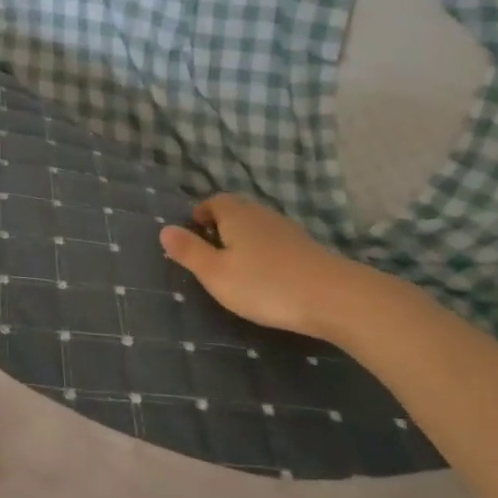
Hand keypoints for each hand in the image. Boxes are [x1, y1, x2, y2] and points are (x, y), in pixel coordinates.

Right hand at [159, 194, 355, 338]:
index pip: (214, 201)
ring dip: (244, 241)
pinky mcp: (306, 249)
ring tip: (235, 268)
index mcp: (236, 214)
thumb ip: (189, 251)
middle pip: (236, 211)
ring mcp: (287, 230)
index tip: (192, 233)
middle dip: (221, 227)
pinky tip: (265, 277)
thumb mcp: (216, 273)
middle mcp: (261, 214)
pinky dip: (264, 254)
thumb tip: (164, 230)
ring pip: (257, 227)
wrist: (332, 297)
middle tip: (209, 253)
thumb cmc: (264, 284)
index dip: (201, 214)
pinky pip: (275, 243)